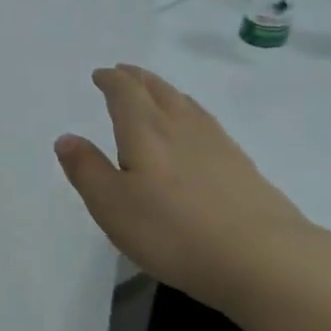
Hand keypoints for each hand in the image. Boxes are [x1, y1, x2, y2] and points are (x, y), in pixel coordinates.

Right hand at [55, 65, 318, 308]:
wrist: (264, 259)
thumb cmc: (173, 231)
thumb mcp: (112, 205)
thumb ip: (87, 169)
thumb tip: (67, 138)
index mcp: (145, 130)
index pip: (125, 93)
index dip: (111, 80)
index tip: (101, 74)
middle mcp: (180, 127)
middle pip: (158, 90)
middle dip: (137, 78)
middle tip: (124, 72)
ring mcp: (217, 144)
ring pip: (185, 104)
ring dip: (165, 91)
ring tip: (155, 92)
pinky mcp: (242, 167)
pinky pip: (207, 123)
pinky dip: (191, 113)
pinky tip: (195, 129)